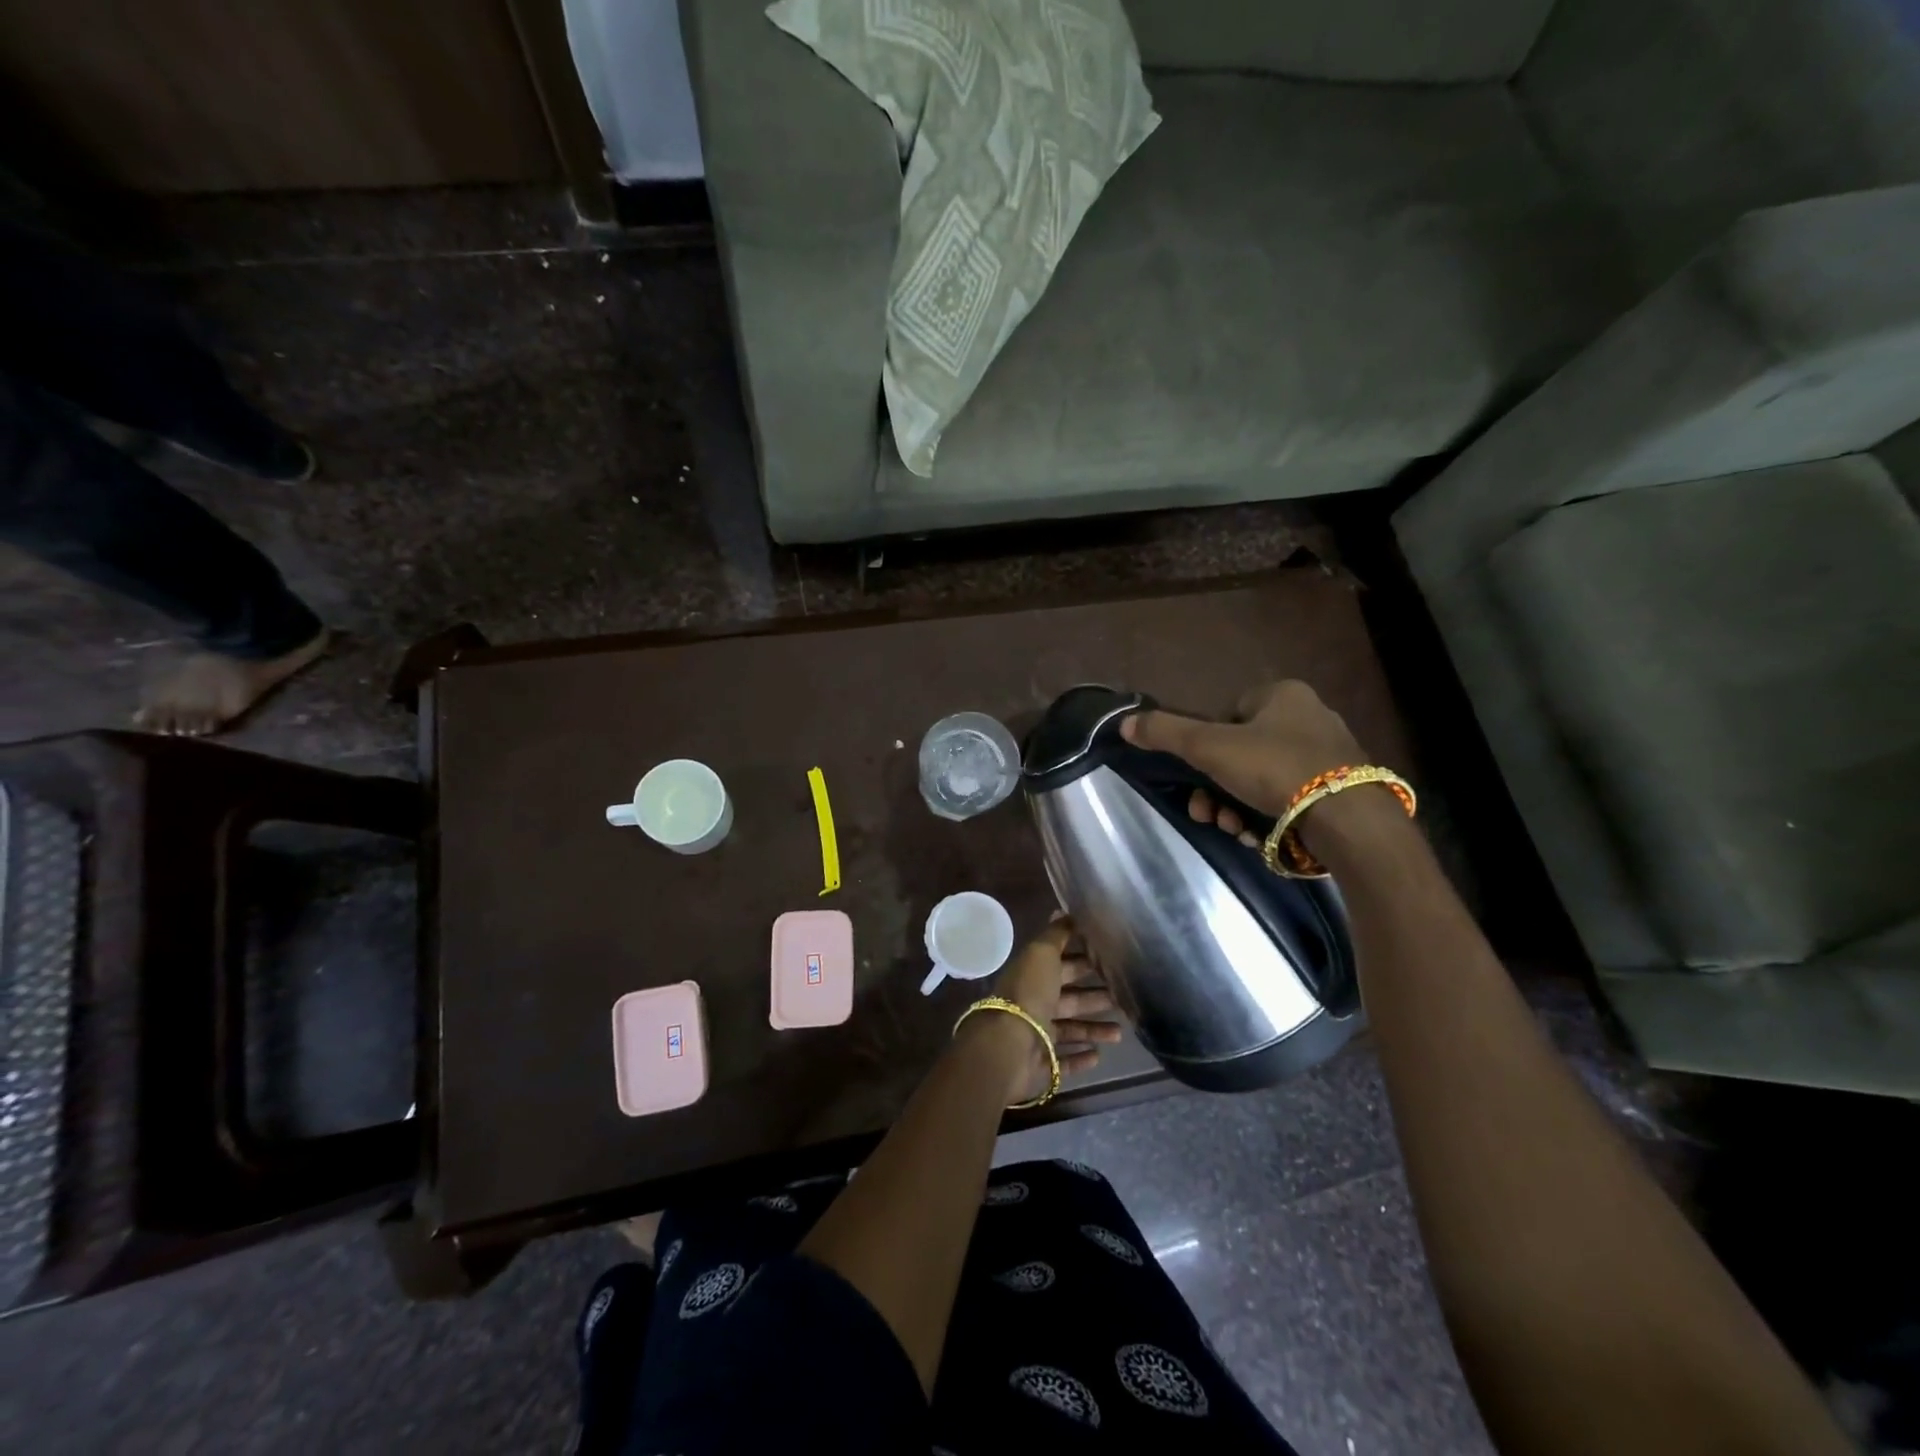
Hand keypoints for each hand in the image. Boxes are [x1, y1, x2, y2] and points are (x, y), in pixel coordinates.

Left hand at [989, 917, 1121, 1103]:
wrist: (1009, 1045)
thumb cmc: (1029, 993)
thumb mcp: (1042, 953)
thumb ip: (1056, 934)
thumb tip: (1064, 909)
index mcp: (1034, 975)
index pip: (1062, 965)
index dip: (1084, 961)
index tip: (1111, 959)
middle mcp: (1035, 1003)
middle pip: (1069, 998)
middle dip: (1094, 995)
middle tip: (1123, 995)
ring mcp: (1037, 1035)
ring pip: (1071, 1029)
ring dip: (1093, 1028)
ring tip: (1121, 1032)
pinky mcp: (1042, 1064)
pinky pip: (1064, 1061)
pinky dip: (1080, 1058)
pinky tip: (1099, 1055)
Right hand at [1119, 680, 1370, 846]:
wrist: (1348, 820)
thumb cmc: (1275, 769)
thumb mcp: (1209, 747)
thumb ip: (1166, 732)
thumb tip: (1125, 723)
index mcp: (1284, 695)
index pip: (1229, 713)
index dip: (1207, 746)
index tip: (1198, 774)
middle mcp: (1311, 717)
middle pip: (1242, 752)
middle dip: (1217, 787)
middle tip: (1207, 812)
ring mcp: (1331, 756)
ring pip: (1263, 780)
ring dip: (1237, 806)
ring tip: (1233, 829)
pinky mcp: (1343, 791)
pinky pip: (1291, 799)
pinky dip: (1268, 817)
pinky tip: (1259, 836)